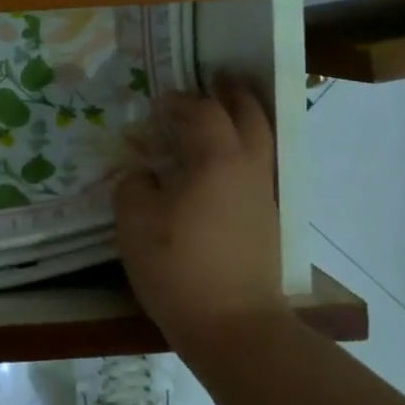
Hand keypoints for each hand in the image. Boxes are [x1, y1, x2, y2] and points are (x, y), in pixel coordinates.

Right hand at [115, 78, 286, 353]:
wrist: (235, 326)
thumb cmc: (179, 268)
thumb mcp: (135, 224)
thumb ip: (134, 188)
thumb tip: (143, 177)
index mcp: (217, 160)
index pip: (203, 112)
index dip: (181, 101)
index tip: (159, 102)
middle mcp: (249, 168)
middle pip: (250, 115)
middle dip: (233, 93)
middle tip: (218, 78)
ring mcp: (265, 195)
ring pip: (263, 140)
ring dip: (246, 118)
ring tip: (226, 111)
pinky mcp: (270, 220)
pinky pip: (261, 167)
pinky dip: (247, 149)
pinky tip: (225, 164)